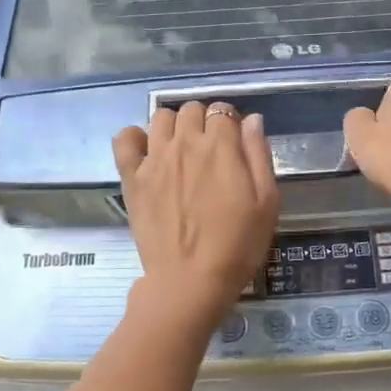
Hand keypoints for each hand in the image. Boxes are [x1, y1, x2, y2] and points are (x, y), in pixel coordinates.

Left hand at [113, 102, 279, 329]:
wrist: (190, 281)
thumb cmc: (237, 245)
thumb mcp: (266, 202)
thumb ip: (258, 155)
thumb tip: (251, 119)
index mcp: (220, 146)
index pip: (223, 110)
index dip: (230, 123)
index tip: (234, 143)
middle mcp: (185, 143)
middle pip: (191, 109)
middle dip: (203, 122)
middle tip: (210, 150)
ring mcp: (154, 159)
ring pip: (161, 117)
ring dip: (174, 126)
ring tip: (181, 150)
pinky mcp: (132, 177)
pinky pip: (125, 139)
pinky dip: (135, 138)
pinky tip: (147, 153)